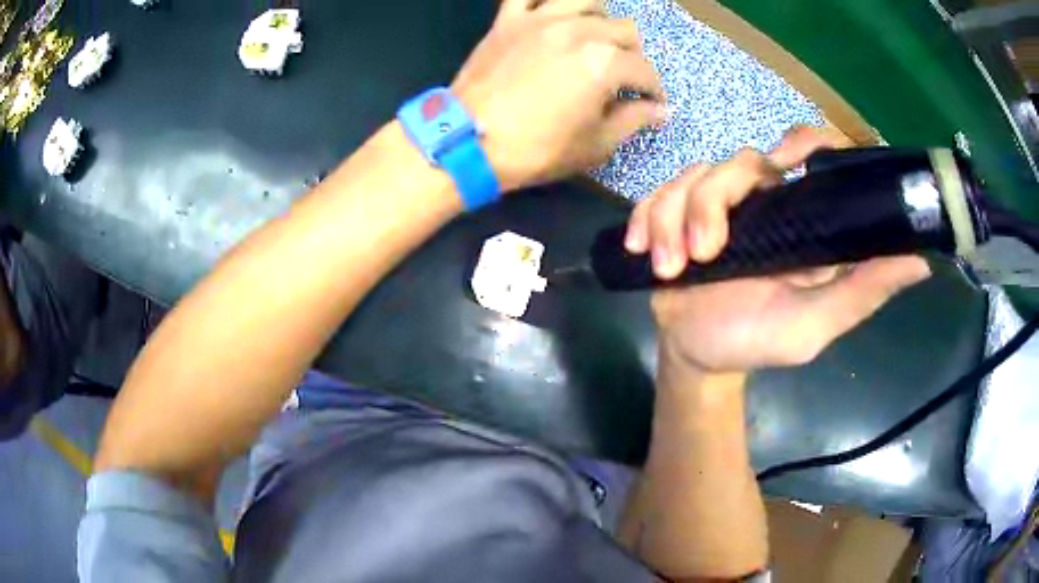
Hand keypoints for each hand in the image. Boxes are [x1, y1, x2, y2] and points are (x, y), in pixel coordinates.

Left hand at [452, 0, 665, 190]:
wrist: (467, 143)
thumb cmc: (535, 150)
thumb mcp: (595, 145)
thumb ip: (633, 120)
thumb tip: (659, 110)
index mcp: (604, 62)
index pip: (644, 70)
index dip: (653, 90)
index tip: (652, 104)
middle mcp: (578, 30)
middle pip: (624, 29)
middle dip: (632, 55)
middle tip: (622, 77)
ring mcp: (540, 20)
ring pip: (587, 0)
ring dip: (601, 18)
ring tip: (595, 39)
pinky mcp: (508, 20)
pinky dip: (546, 0)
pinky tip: (553, 14)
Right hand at [626, 127, 930, 371]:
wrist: (697, 356)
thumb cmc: (757, 341)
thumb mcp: (814, 325)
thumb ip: (862, 292)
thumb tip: (922, 262)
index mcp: (799, 219)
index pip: (811, 154)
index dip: (804, 142)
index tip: (788, 158)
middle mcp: (761, 201)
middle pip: (740, 162)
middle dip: (713, 203)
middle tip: (704, 253)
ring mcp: (716, 204)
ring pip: (694, 177)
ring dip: (675, 221)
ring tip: (672, 269)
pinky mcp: (676, 213)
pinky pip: (656, 195)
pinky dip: (647, 219)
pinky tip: (645, 251)